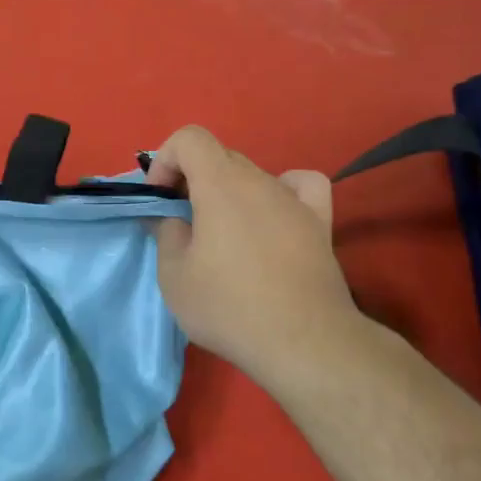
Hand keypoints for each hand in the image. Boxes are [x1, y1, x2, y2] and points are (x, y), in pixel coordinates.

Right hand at [147, 126, 364, 390]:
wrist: (303, 342)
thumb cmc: (229, 307)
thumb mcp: (174, 277)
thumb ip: (165, 234)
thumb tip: (168, 217)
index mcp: (220, 184)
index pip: (189, 138)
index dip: (166, 160)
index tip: (160, 199)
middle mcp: (260, 180)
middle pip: (220, 157)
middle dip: (192, 179)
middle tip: (182, 222)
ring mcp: (295, 200)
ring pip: (253, 176)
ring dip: (228, 192)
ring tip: (224, 234)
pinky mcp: (320, 223)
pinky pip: (301, 186)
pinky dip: (282, 191)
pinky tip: (273, 215)